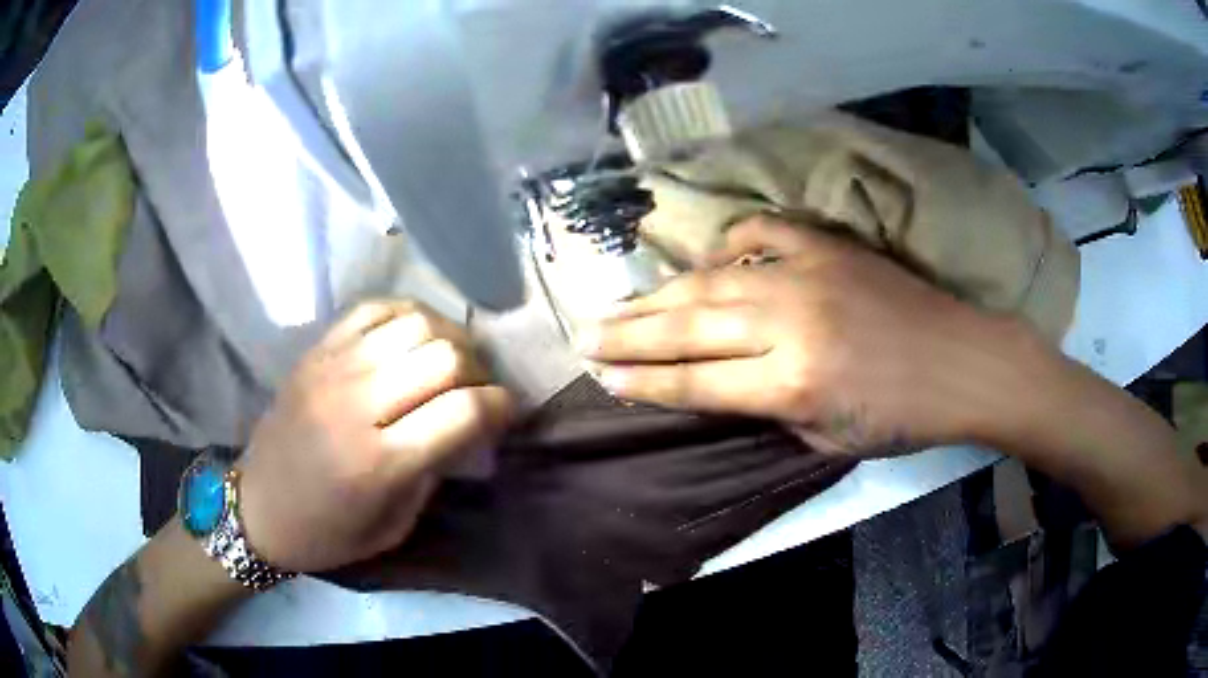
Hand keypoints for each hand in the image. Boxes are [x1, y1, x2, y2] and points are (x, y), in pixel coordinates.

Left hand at [237, 301, 513, 571]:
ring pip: (415, 322)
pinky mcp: (316, 351)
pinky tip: (414, 337)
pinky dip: (408, 315)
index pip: (463, 411)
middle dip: (478, 371)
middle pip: (445, 356)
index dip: (501, 405)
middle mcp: (356, 404)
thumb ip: (434, 472)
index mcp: (377, 463)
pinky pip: (374, 308)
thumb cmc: (327, 533)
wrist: (257, 508)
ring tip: (450, 362)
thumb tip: (470, 425)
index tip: (508, 411)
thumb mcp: (393, 527)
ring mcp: (332, 368)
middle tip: (478, 390)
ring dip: (448, 339)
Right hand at [581, 217, 1027, 455]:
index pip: (696, 383)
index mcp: (792, 383)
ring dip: (658, 294)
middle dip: (630, 334)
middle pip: (690, 326)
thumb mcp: (829, 436)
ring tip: (617, 304)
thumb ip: (769, 408)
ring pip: (713, 280)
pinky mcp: (827, 246)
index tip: (602, 376)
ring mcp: (808, 274)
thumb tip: (726, 383)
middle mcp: (789, 323)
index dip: (644, 381)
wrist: (963, 362)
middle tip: (584, 334)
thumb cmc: (904, 417)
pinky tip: (708, 258)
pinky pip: (763, 234)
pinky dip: (730, 243)